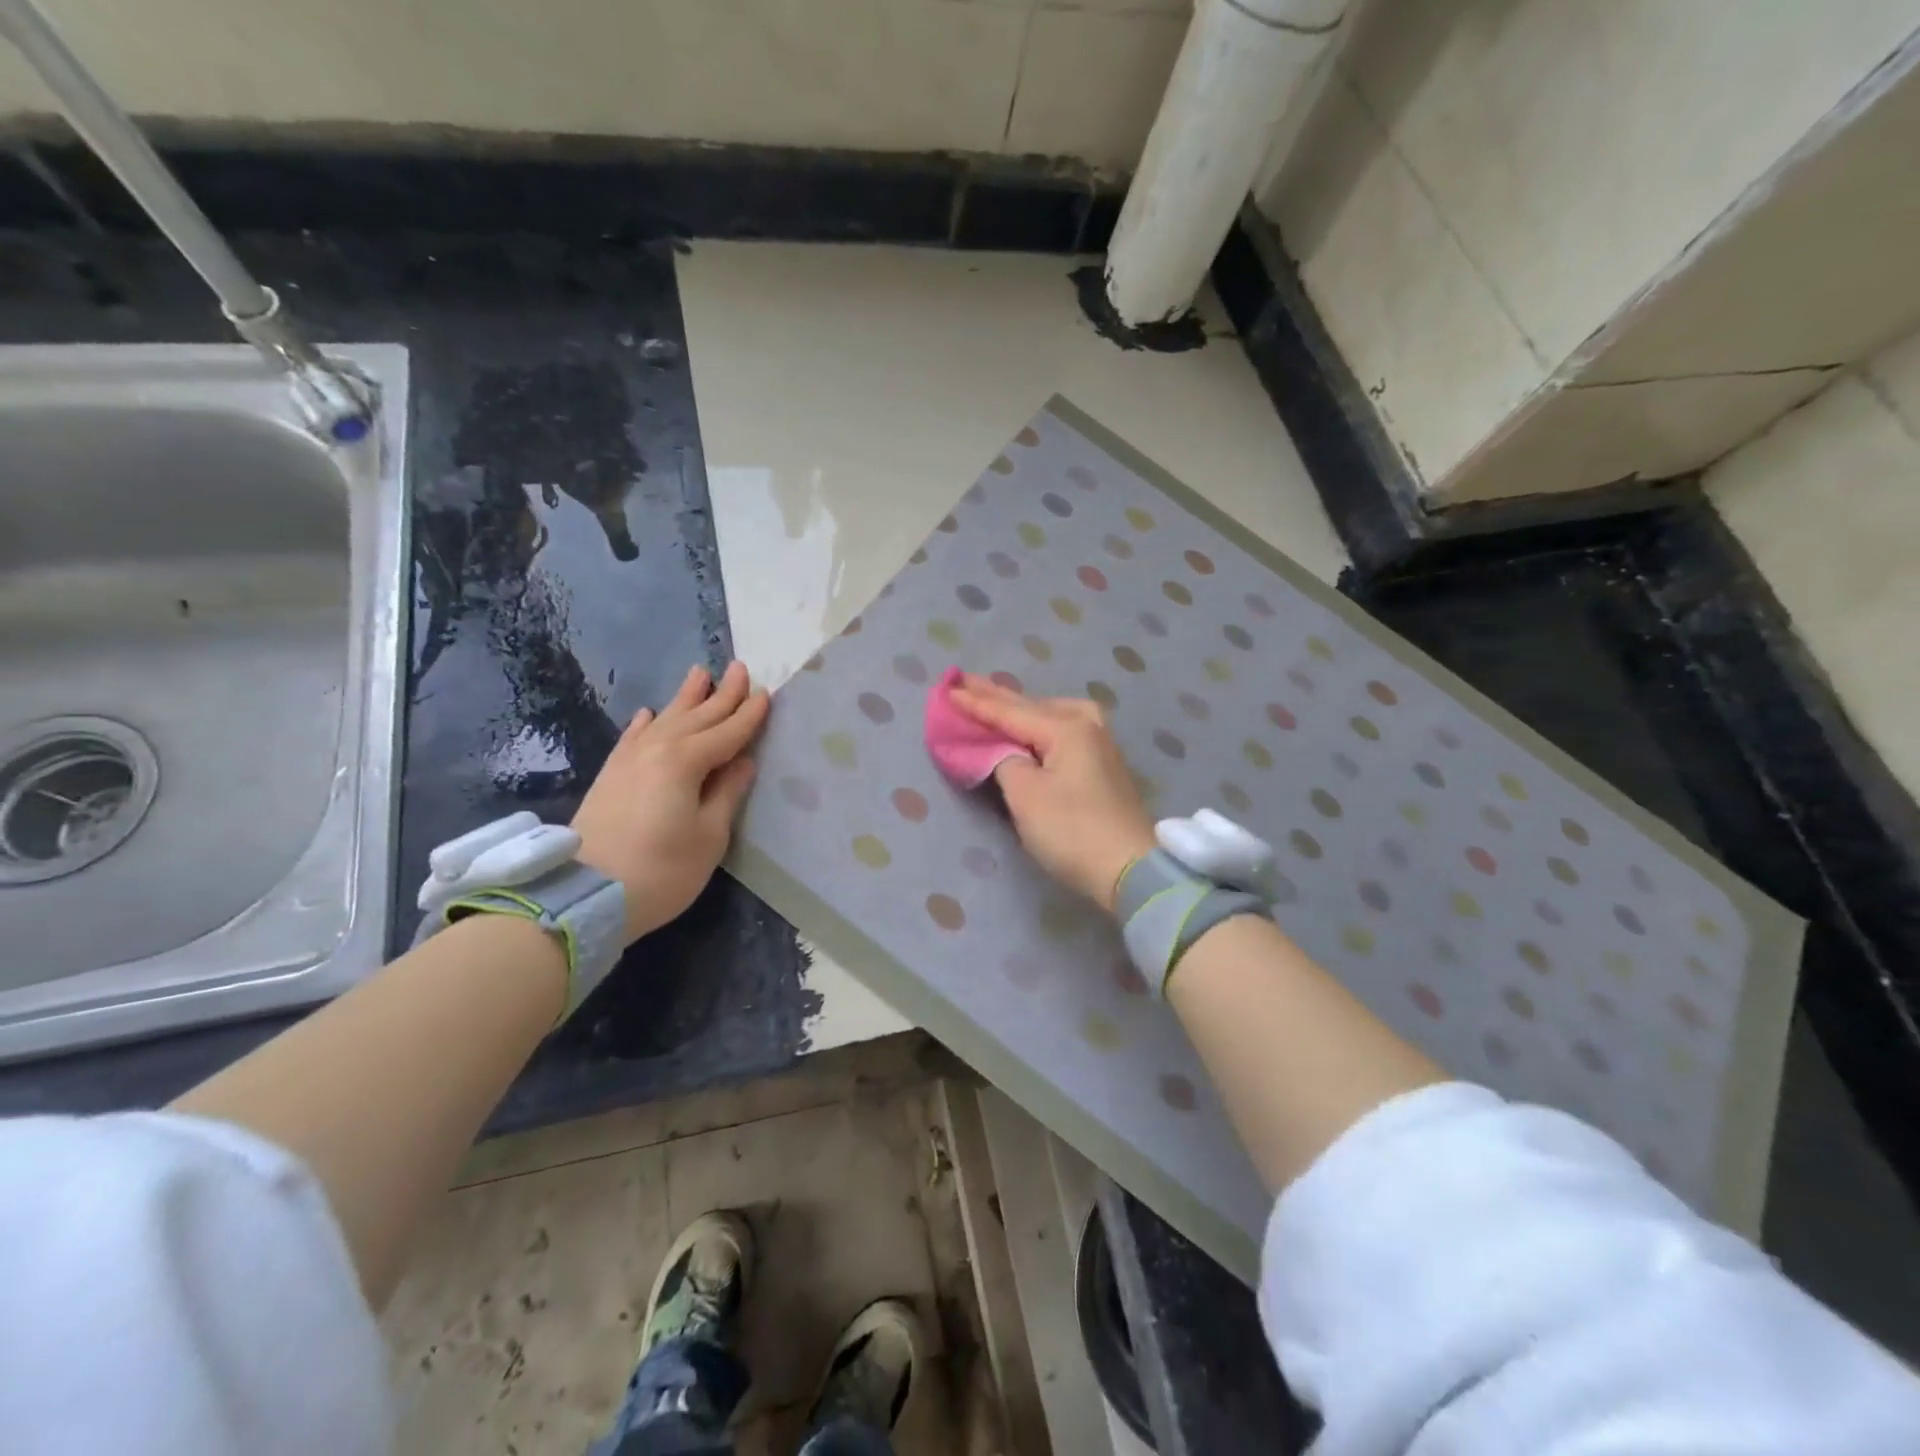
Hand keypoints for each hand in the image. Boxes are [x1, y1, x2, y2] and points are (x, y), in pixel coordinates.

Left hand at [572, 661, 769, 941]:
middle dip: (722, 693)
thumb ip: (727, 793)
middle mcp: (657, 749)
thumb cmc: (662, 870)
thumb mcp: (709, 836)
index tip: (766, 693)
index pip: (728, 731)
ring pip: (665, 718)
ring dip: (686, 697)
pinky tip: (649, 713)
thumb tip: (743, 762)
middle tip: (739, 668)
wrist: (585, 896)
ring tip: (700, 672)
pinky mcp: (610, 775)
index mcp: (687, 761)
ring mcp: (629, 759)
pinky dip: (645, 722)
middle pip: (697, 716)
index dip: (749, 714)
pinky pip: (632, 737)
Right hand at [947, 674, 1155, 911]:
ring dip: (1021, 708)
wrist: (1131, 870)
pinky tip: (1032, 724)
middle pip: (1032, 706)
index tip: (947, 689)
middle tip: (964, 679)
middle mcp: (1087, 725)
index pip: (1010, 712)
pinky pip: (1063, 731)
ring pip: (1051, 715)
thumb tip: (1001, 749)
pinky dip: (1039, 725)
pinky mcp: (1105, 765)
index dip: (976, 703)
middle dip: (997, 696)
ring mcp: (1101, 744)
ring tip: (997, 699)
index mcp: (1067, 727)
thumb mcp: (1025, 795)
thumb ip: (1003, 760)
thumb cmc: (1071, 830)